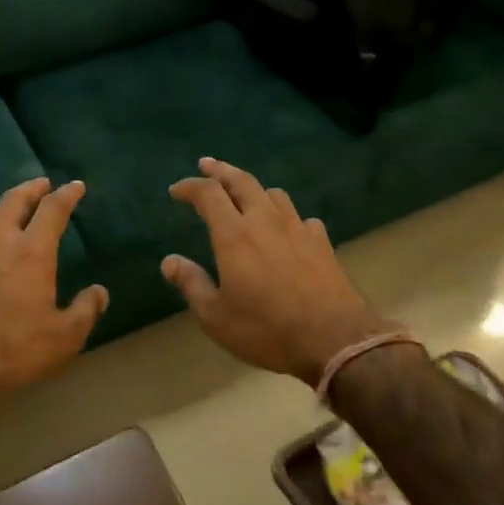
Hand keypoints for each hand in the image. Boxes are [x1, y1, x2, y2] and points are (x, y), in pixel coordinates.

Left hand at [0, 177, 107, 415]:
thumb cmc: (11, 350)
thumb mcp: (63, 338)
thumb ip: (85, 311)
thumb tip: (98, 292)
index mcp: (33, 252)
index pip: (53, 209)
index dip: (67, 194)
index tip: (76, 186)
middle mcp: (0, 240)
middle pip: (15, 198)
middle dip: (32, 187)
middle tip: (43, 184)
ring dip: (3, 204)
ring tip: (12, 209)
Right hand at [162, 158, 389, 385]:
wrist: (333, 339)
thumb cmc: (266, 330)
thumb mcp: (215, 316)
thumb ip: (191, 284)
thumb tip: (169, 261)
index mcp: (234, 235)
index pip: (208, 193)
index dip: (189, 186)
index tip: (176, 191)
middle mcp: (265, 221)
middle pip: (242, 181)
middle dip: (221, 170)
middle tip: (207, 165)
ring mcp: (298, 228)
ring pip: (274, 194)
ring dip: (254, 190)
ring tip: (245, 196)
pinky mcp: (322, 242)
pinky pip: (300, 218)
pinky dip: (286, 216)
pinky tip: (286, 229)